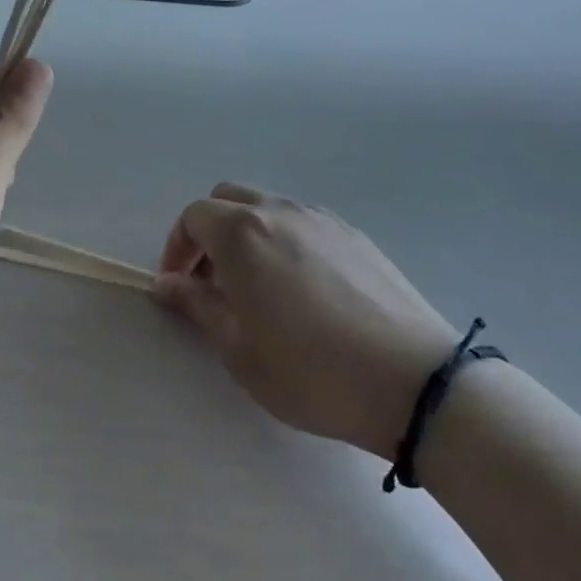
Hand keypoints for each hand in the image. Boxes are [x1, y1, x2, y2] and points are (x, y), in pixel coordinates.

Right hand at [153, 184, 460, 458]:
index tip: (178, 284)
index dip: (177, 247)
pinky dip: (285, 241)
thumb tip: (167, 282)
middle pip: (228, 200)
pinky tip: (303, 289)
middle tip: (212, 280)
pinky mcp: (355, 235)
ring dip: (248, 235)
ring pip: (268, 208)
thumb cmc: (311, 370)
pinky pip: (303, 223)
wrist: (413, 381)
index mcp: (242, 233)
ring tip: (259, 288)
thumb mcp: (239, 349)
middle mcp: (279, 211)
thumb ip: (197, 305)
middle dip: (209, 233)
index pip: (193, 216)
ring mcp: (321, 218)